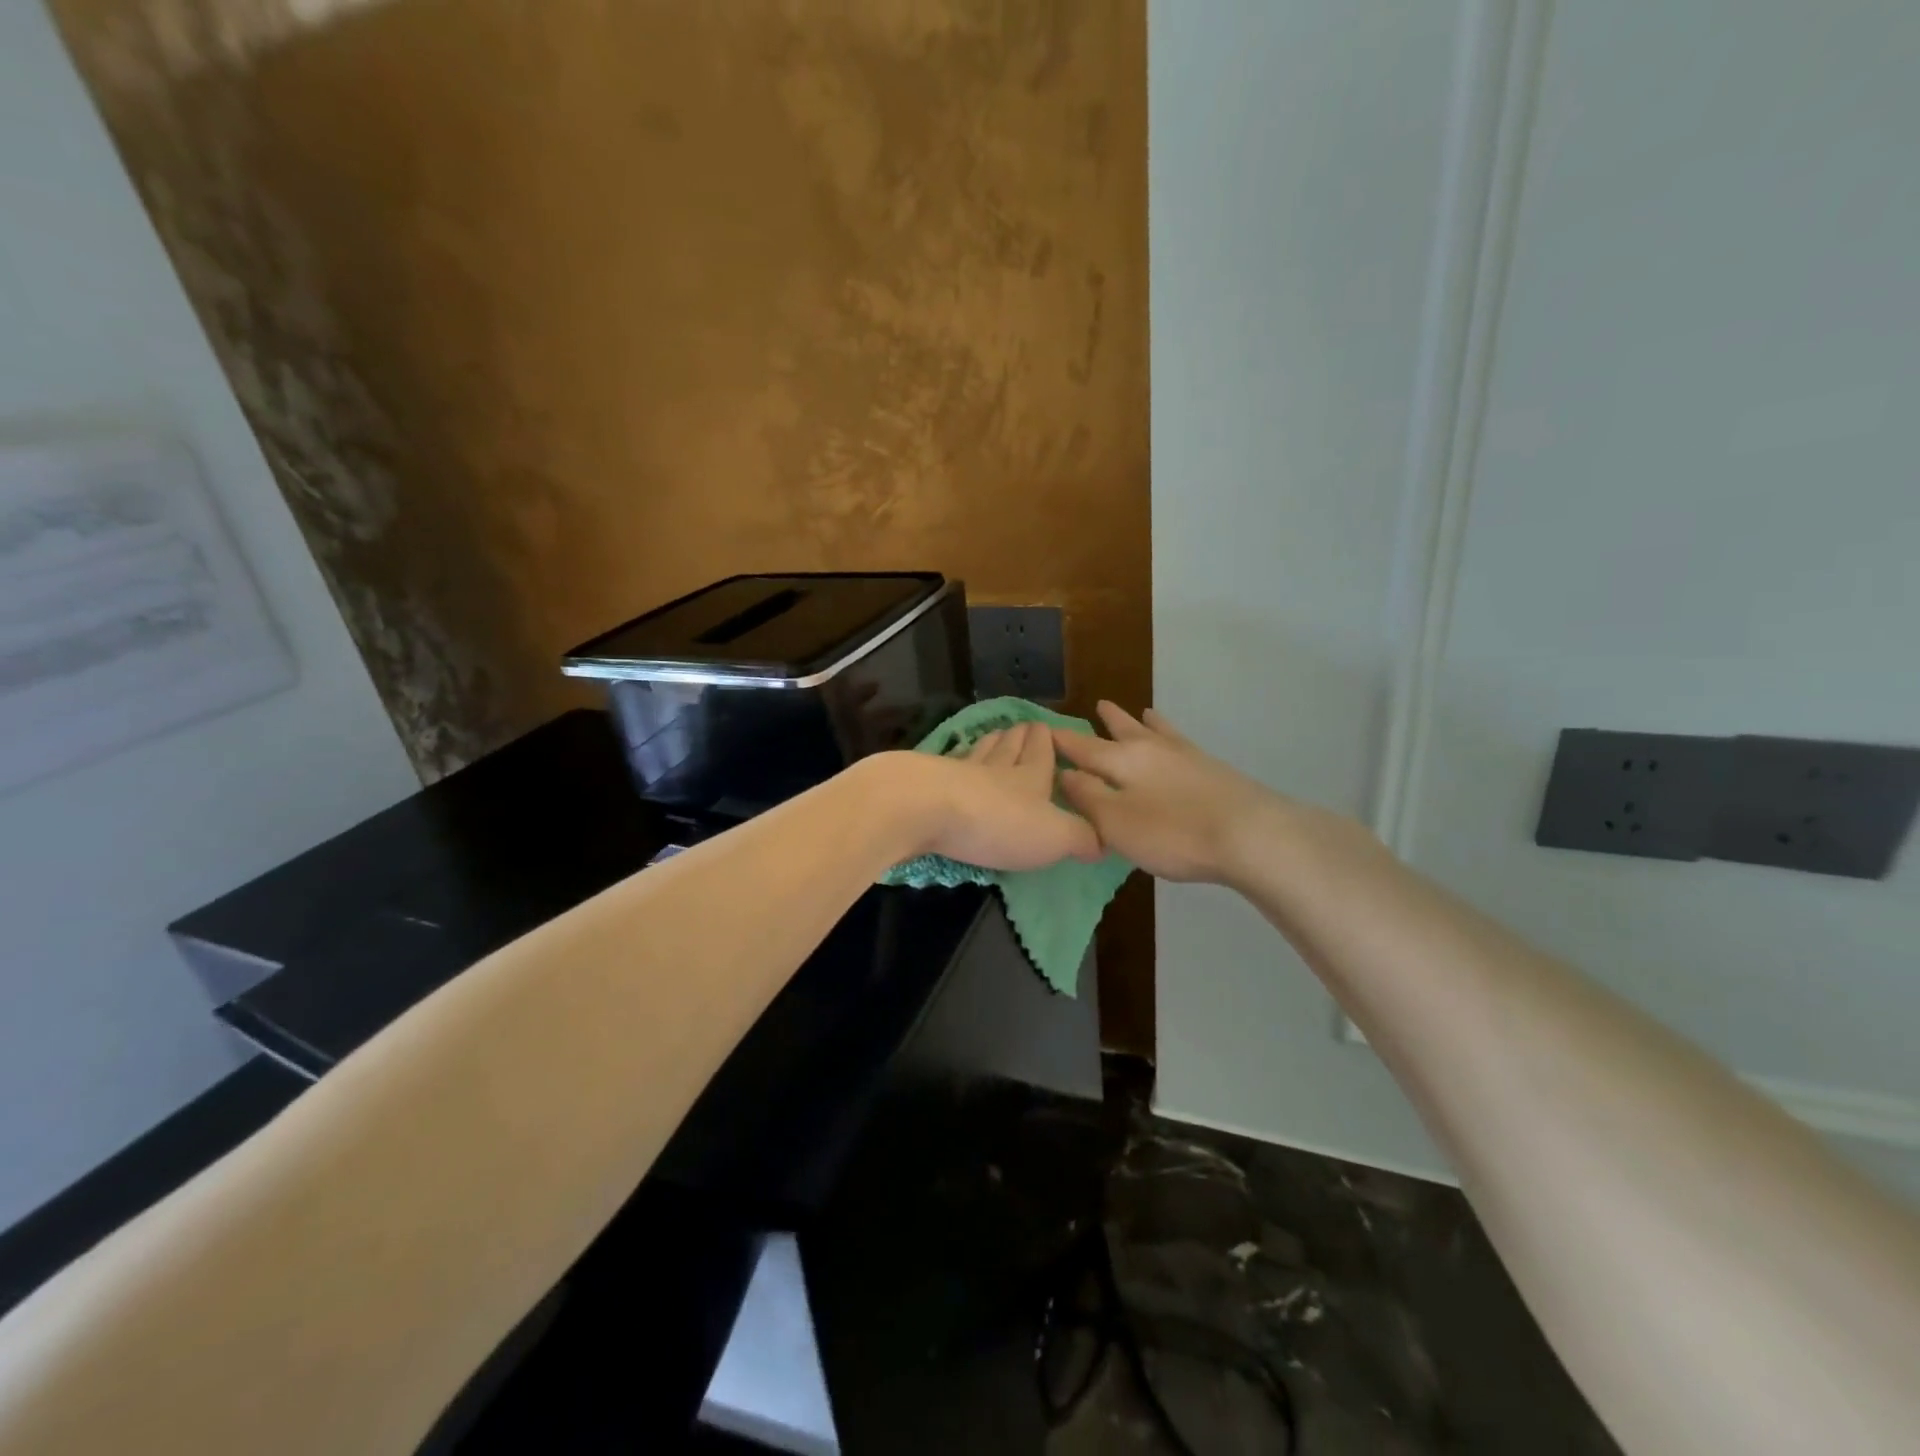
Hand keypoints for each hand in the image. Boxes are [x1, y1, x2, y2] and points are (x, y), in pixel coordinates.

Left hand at [876, 721, 1102, 871]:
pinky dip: (953, 762)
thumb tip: (1104, 841)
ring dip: (989, 743)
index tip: (1047, 728)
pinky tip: (950, 762)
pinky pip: (945, 766)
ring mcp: (957, 770)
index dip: (1046, 740)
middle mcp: (995, 767)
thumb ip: (1081, 837)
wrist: (924, 808)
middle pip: (1009, 745)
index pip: (1041, 751)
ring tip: (994, 735)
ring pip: (978, 751)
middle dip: (1019, 737)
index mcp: (1030, 776)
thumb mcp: (1053, 836)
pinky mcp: (925, 781)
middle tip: (1023, 727)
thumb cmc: (997, 821)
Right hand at [1052, 702, 1284, 882]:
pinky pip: (1181, 743)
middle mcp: (1151, 750)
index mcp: (1121, 761)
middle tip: (1098, 705)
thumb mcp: (1116, 821)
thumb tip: (1065, 773)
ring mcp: (1185, 757)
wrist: (1251, 834)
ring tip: (1139, 711)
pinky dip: (1172, 736)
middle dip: (1106, 723)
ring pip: (1156, 732)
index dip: (1061, 741)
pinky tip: (1179, 741)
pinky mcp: (1212, 770)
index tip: (1042, 730)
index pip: (1082, 748)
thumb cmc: (1173, 832)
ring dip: (1141, 723)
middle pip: (1122, 732)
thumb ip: (1087, 797)